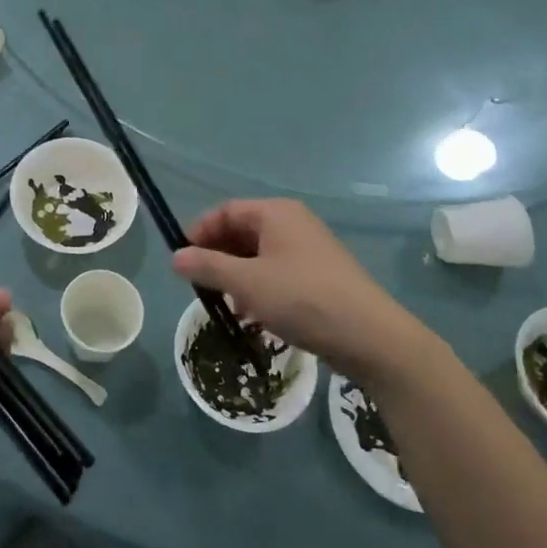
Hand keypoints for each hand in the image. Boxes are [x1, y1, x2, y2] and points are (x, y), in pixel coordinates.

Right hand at [172, 199, 432, 377]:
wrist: (370, 337)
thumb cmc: (301, 298)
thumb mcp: (246, 283)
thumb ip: (207, 267)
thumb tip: (175, 257)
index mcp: (276, 213)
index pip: (226, 211)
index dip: (200, 231)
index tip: (182, 259)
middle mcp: (293, 223)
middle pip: (243, 231)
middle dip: (217, 255)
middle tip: (199, 283)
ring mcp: (310, 250)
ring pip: (259, 254)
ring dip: (236, 274)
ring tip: (224, 302)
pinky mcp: (320, 276)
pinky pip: (278, 271)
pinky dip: (259, 286)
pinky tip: (253, 314)